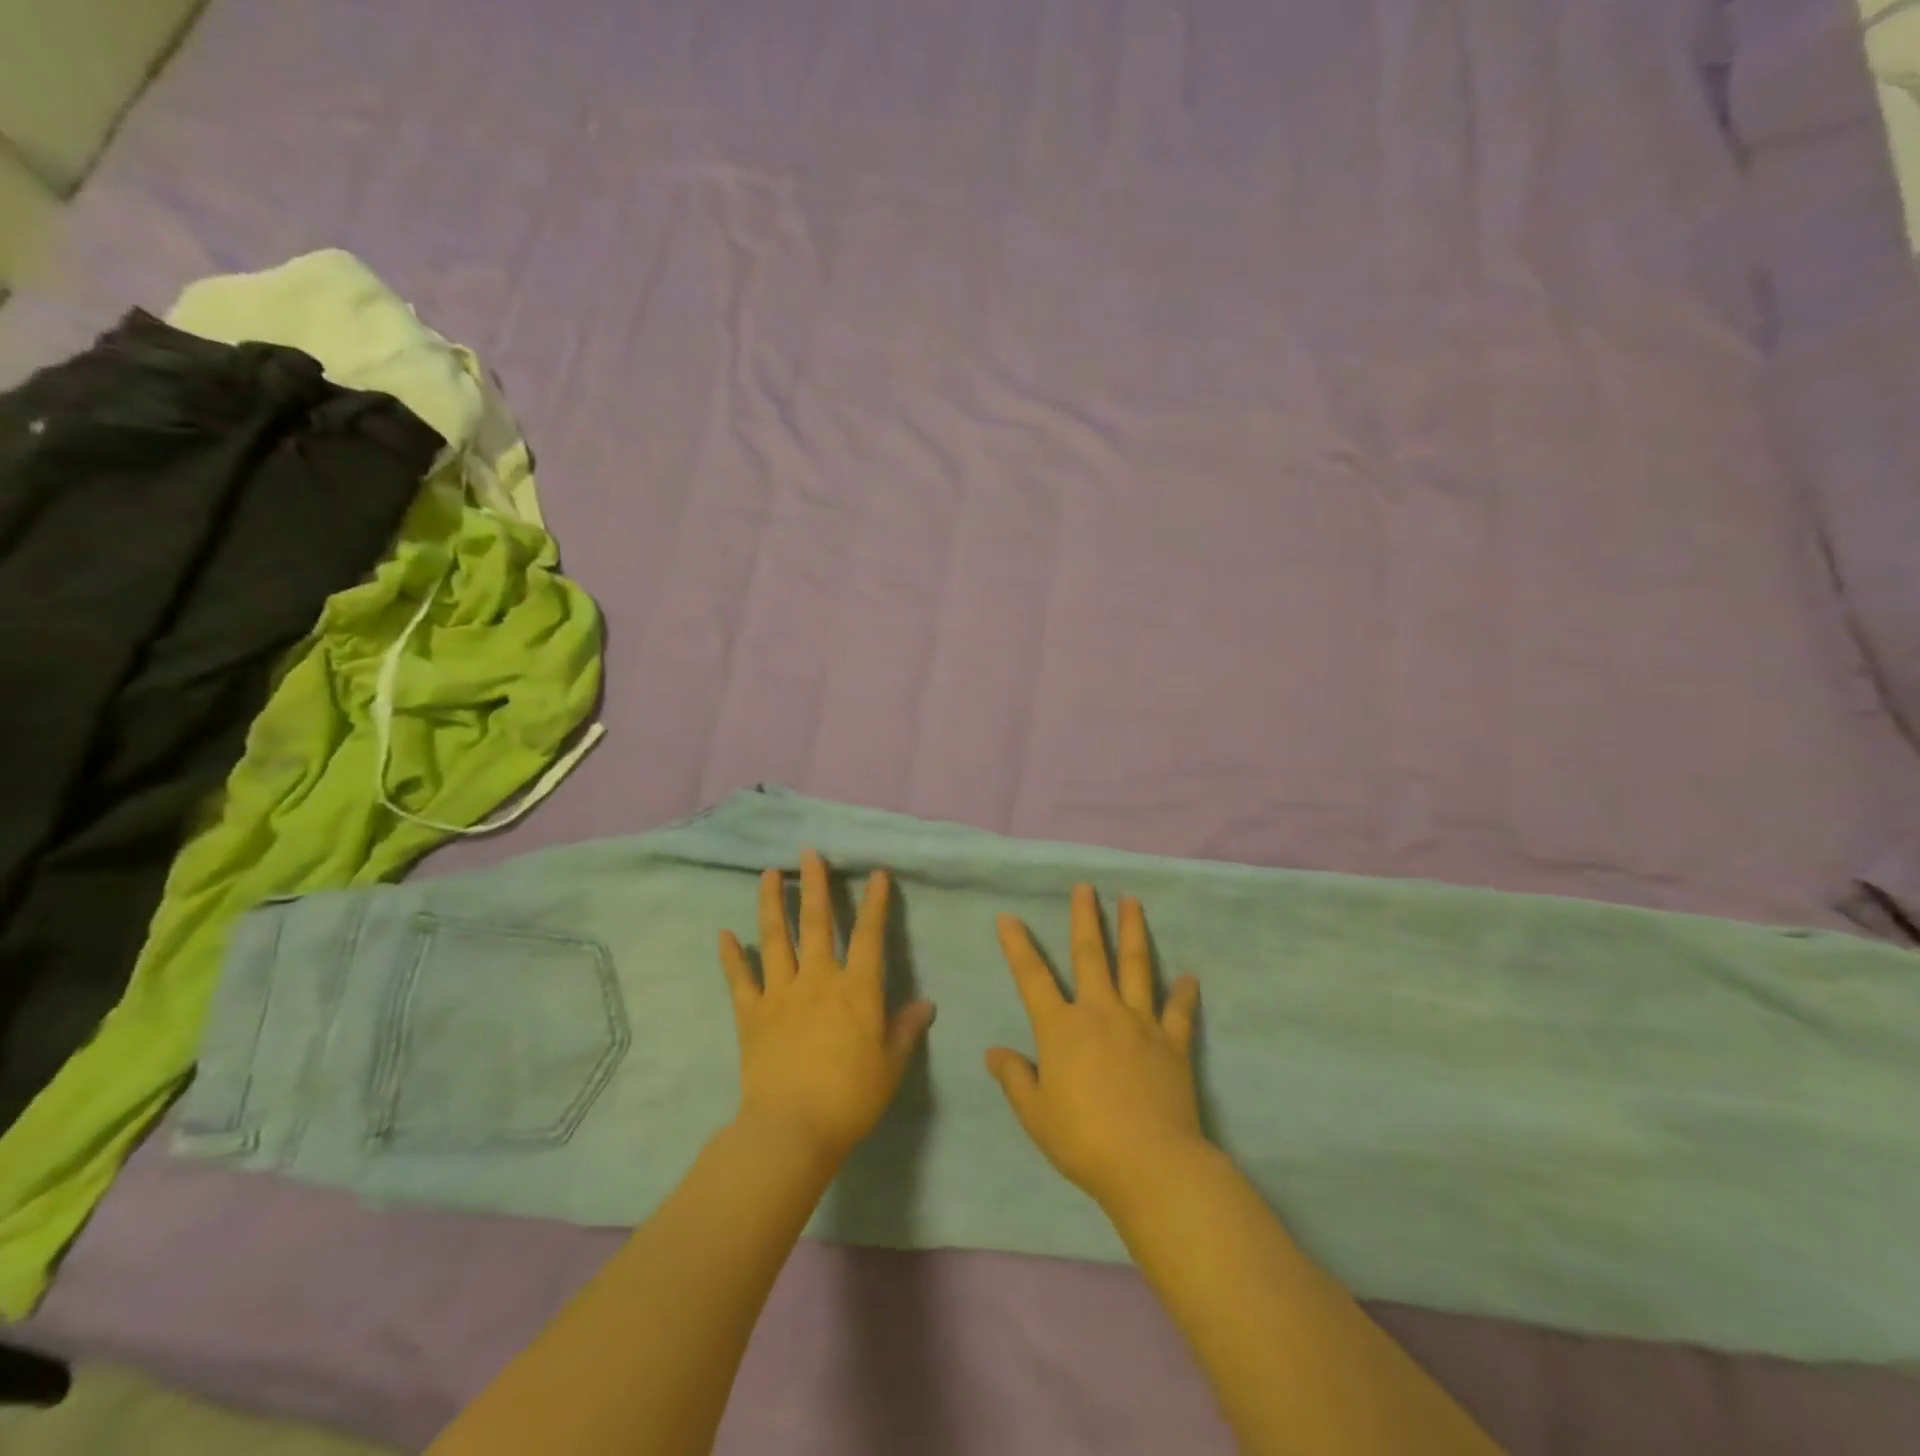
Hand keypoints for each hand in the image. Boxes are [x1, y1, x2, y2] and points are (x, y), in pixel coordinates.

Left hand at [719, 850, 935, 1162]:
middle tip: (808, 853)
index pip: (869, 935)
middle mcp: (818, 980)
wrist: (793, 1129)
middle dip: (814, 884)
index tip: (876, 874)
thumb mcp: (891, 1065)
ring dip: (771, 903)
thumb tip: (925, 1004)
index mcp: (856, 989)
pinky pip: (739, 980)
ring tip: (769, 874)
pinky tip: (724, 934)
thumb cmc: (851, 1097)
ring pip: (775, 939)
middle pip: (816, 923)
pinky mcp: (751, 1015)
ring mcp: (780, 994)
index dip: (875, 902)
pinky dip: (731, 956)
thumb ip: (906, 1029)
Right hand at [986, 885, 1204, 1210]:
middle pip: (1090, 955)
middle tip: (1086, 887)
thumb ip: (1015, 1078)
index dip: (1018, 945)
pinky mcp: (1173, 1043)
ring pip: (1136, 967)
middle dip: (1085, 918)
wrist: (1151, 1164)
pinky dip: (1183, 994)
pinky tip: (1190, 978)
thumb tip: (994, 1051)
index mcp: (1061, 1028)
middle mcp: (1100, 1013)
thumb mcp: (1036, 1114)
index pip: (1032, 977)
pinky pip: (1179, 1012)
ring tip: (1132, 902)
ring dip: (1132, 932)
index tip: (1008, 917)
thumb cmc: (1084, 1140)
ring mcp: (1140, 1024)